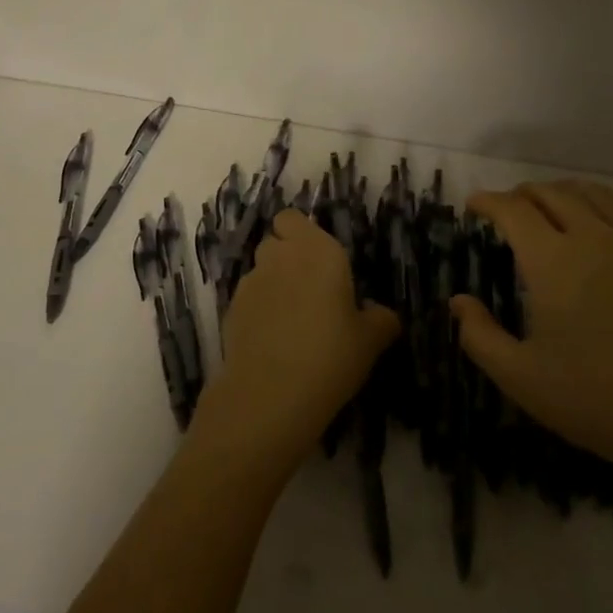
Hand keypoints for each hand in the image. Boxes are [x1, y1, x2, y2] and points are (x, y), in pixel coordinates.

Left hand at [192, 210, 399, 479]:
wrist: (271, 395)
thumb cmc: (331, 355)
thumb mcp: (370, 340)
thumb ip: (380, 319)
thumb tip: (381, 313)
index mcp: (317, 250)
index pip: (293, 218)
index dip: (300, 234)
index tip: (317, 259)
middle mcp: (280, 256)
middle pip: (275, 241)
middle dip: (286, 257)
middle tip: (308, 290)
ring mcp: (251, 283)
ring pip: (259, 270)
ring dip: (272, 284)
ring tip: (290, 320)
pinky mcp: (231, 311)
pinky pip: (247, 300)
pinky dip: (258, 311)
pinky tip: (272, 341)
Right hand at [453, 181, 612, 487]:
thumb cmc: (598, 401)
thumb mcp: (522, 379)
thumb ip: (479, 336)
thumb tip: (457, 301)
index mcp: (551, 261)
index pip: (512, 210)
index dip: (488, 202)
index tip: (475, 206)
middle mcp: (593, 237)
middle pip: (552, 193)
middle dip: (523, 194)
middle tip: (510, 209)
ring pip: (597, 195)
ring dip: (567, 192)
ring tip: (556, 204)